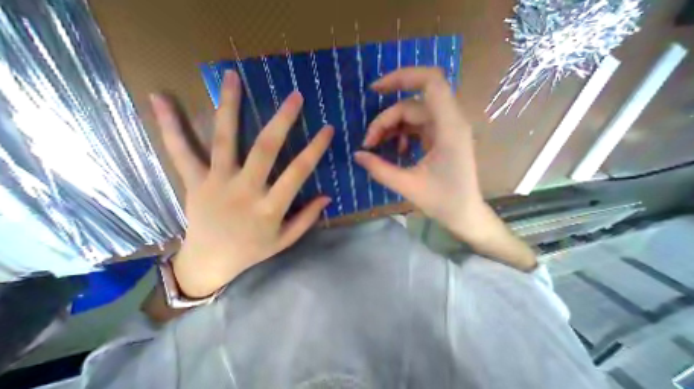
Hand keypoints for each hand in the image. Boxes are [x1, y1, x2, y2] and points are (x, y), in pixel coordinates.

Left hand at [150, 70, 333, 296]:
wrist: (209, 263)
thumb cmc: (252, 251)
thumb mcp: (285, 240)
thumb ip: (307, 218)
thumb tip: (327, 197)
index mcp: (270, 208)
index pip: (298, 172)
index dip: (315, 149)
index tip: (327, 129)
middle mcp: (244, 191)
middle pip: (265, 148)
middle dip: (282, 120)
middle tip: (295, 97)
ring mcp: (216, 183)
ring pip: (224, 140)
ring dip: (229, 106)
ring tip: (233, 77)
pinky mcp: (194, 182)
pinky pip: (181, 152)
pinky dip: (170, 126)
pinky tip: (160, 99)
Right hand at [353, 69, 484, 241]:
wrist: (464, 214)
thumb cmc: (442, 201)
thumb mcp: (407, 185)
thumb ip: (379, 169)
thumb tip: (357, 155)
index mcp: (449, 128)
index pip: (430, 82)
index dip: (402, 77)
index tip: (375, 90)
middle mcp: (450, 122)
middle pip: (411, 105)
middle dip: (385, 121)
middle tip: (368, 143)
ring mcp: (445, 130)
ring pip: (412, 115)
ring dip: (391, 128)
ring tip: (377, 147)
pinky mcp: (440, 138)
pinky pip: (416, 127)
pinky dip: (401, 134)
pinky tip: (396, 150)